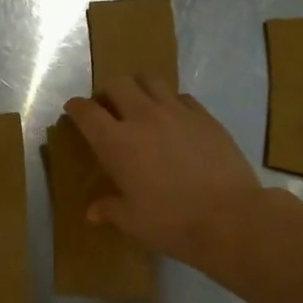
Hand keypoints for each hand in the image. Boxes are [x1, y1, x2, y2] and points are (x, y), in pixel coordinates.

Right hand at [64, 76, 265, 271]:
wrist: (229, 217)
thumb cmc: (171, 222)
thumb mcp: (133, 222)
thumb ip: (110, 210)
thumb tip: (92, 212)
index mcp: (116, 142)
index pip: (86, 112)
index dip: (76, 108)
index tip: (73, 110)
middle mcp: (143, 117)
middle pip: (117, 84)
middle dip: (107, 92)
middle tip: (108, 109)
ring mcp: (177, 112)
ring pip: (150, 80)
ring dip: (138, 88)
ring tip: (140, 106)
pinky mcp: (205, 116)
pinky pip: (181, 96)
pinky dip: (170, 101)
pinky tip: (174, 119)